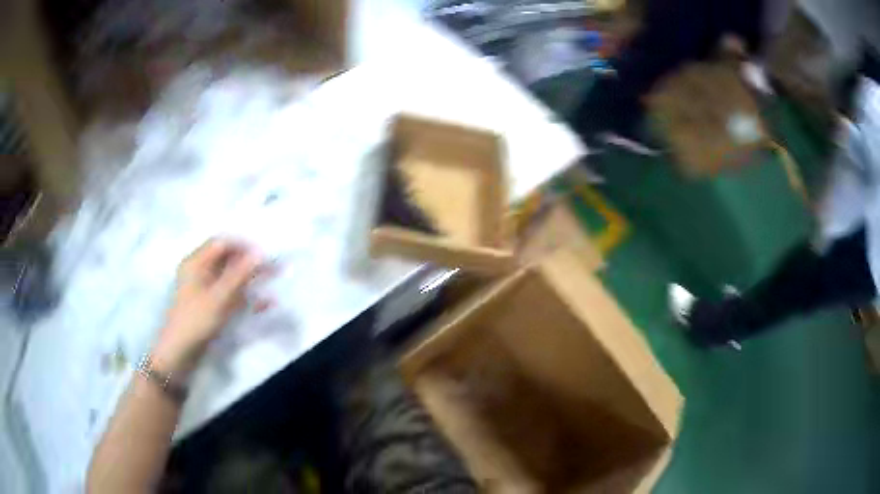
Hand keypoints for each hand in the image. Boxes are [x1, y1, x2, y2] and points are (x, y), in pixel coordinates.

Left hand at [153, 239, 263, 374]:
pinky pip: (229, 294)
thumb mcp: (219, 297)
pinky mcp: (209, 305)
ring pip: (230, 278)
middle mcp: (198, 271)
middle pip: (226, 259)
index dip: (243, 246)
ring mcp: (203, 289)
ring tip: (271, 284)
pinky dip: (245, 297)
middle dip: (249, 263)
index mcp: (195, 262)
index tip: (264, 255)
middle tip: (272, 270)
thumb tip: (260, 253)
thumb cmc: (196, 321)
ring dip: (250, 280)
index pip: (221, 244)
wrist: (180, 353)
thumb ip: (240, 275)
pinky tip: (262, 304)